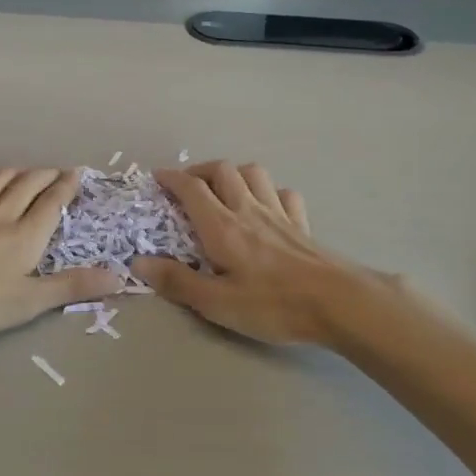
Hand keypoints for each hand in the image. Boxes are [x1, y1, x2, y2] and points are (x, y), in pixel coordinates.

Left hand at [0, 169, 120, 341]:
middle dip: (46, 175)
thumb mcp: (27, 302)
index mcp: (25, 234)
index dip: (67, 186)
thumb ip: (71, 287)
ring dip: (16, 173)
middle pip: (27, 184)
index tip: (78, 174)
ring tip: (25, 173)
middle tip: (58, 172)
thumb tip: (118, 276)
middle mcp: (0, 214)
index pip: (52, 202)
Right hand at [131, 162, 386, 346]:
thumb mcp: (217, 303)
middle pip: (222, 170)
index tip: (156, 178)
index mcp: (222, 226)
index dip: (171, 178)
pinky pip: (284, 193)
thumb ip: (177, 281)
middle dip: (199, 170)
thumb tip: (139, 262)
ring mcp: (278, 213)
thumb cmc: (272, 304)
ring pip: (254, 173)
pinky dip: (270, 191)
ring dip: (234, 173)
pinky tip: (266, 206)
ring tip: (224, 190)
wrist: (337, 302)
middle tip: (186, 185)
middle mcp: (248, 210)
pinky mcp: (302, 224)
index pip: (192, 188)